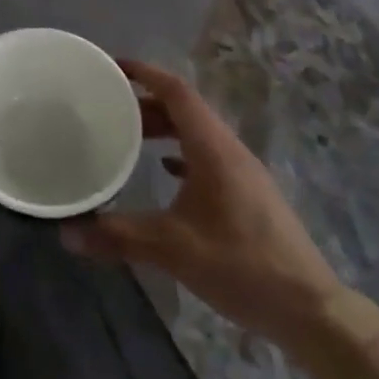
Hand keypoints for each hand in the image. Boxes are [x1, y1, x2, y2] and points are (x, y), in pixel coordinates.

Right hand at [61, 58, 346, 352]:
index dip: (145, 73)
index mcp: (214, 149)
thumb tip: (66, 233)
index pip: (177, 92)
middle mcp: (230, 151)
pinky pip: (208, 157)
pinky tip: (165, 170)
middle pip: (185, 109)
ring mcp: (243, 173)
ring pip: (197, 133)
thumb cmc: (243, 266)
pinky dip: (181, 152)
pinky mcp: (249, 195)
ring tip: (129, 136)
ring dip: (164, 128)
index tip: (112, 67)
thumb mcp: (173, 249)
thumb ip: (118, 236)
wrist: (311, 311)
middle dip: (147, 102)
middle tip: (109, 107)